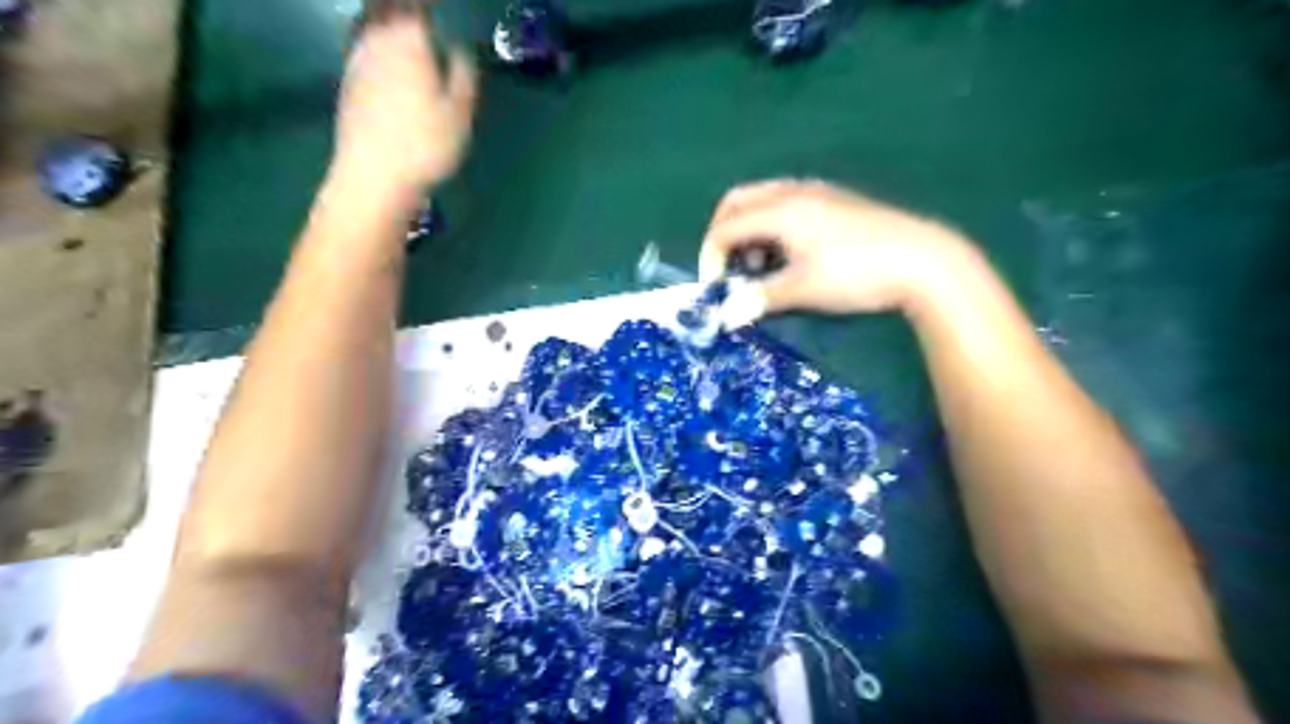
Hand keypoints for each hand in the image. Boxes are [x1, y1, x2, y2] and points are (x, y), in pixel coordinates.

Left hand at [328, 3, 475, 194]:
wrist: (373, 176)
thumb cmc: (425, 145)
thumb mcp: (460, 115)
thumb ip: (463, 75)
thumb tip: (460, 48)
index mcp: (409, 41)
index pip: (417, 4)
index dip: (428, 4)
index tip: (441, 7)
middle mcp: (378, 40)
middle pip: (386, 6)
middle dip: (405, 6)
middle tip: (423, 10)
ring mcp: (357, 59)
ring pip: (370, 19)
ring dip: (385, 13)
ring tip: (401, 17)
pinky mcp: (347, 80)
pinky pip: (361, 39)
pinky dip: (373, 33)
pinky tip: (382, 46)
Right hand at [704, 178, 966, 313]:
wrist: (923, 261)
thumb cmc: (856, 273)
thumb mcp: (803, 289)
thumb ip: (759, 299)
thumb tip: (726, 316)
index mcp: (780, 210)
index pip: (725, 227)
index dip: (711, 259)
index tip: (717, 291)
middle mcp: (792, 191)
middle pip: (736, 202)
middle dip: (722, 235)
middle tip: (728, 269)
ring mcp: (816, 192)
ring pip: (761, 200)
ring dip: (747, 230)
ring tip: (760, 266)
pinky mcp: (834, 200)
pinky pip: (784, 203)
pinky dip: (770, 225)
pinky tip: (789, 253)